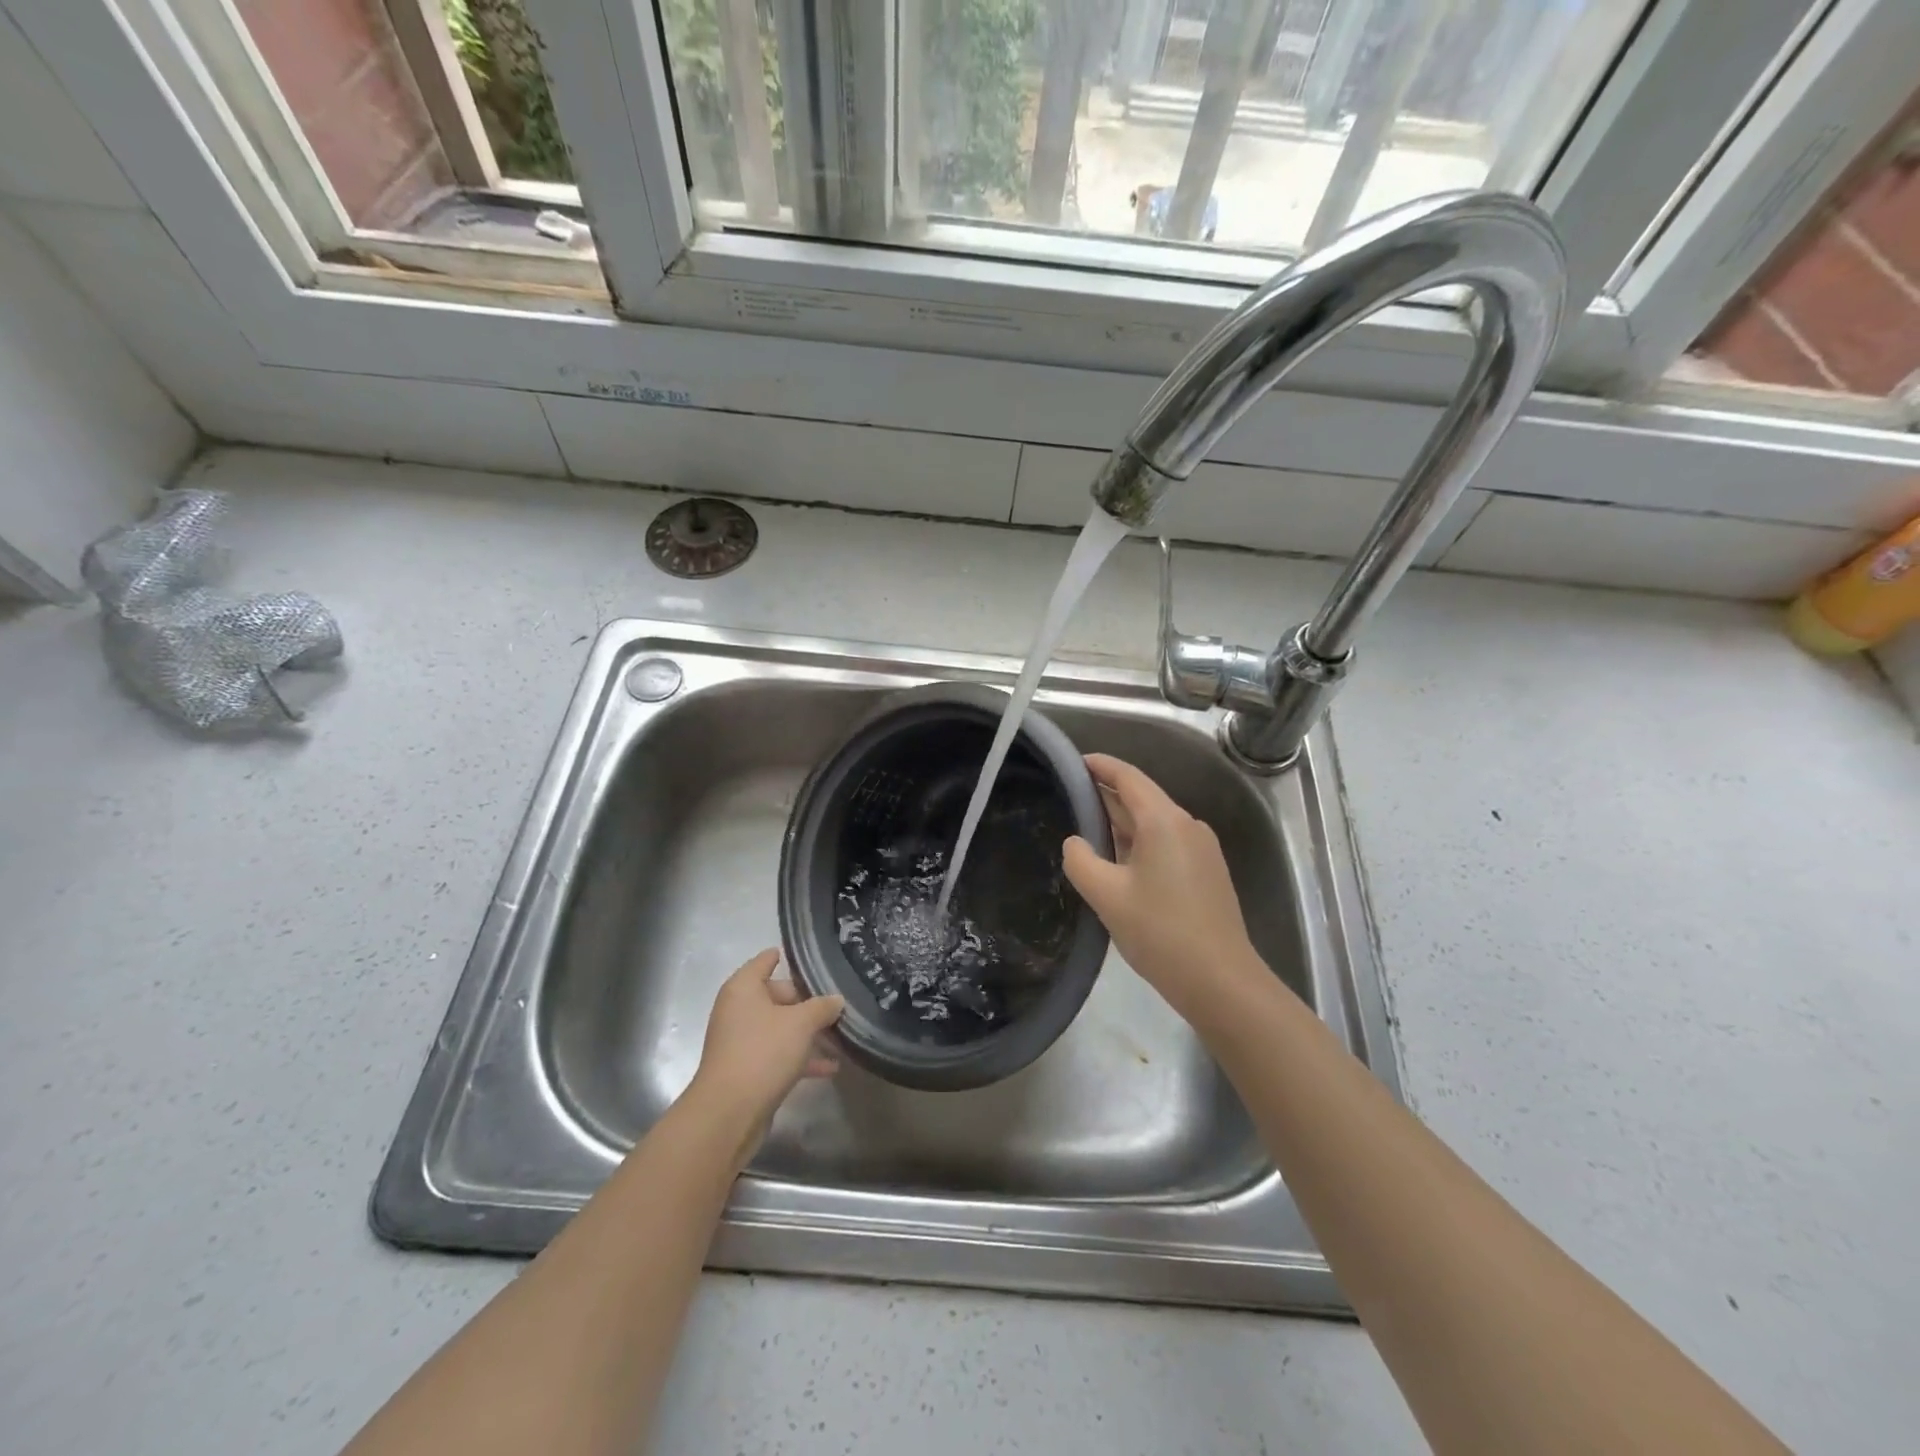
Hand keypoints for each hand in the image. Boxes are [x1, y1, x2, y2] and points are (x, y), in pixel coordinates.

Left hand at [687, 950, 843, 1164]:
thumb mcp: (801, 1023)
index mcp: (743, 988)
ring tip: (843, 1037)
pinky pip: (779, 1054)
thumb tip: (836, 1000)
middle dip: (810, 1002)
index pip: (765, 960)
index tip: (813, 956)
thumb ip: (822, 1007)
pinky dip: (802, 1058)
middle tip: (840, 1005)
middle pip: (779, 996)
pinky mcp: (748, 1070)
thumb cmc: (763, 1052)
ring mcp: (742, 1041)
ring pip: (781, 1028)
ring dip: (810, 1034)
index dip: (787, 956)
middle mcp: (739, 1010)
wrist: (729, 1113)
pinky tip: (831, 1067)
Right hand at [1062, 754, 1264, 1023]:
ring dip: (1122, 822)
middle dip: (1107, 795)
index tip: (1074, 761)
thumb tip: (1076, 842)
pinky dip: (1140, 842)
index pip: (1128, 777)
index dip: (1100, 766)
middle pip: (1142, 797)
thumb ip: (1081, 860)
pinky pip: (1167, 842)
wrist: (1221, 981)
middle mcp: (1187, 825)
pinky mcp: (1207, 871)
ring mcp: (1202, 848)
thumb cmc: (1160, 932)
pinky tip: (1119, 860)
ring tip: (1087, 829)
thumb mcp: (1106, 896)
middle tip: (1070, 798)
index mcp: (1164, 821)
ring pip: (1155, 822)